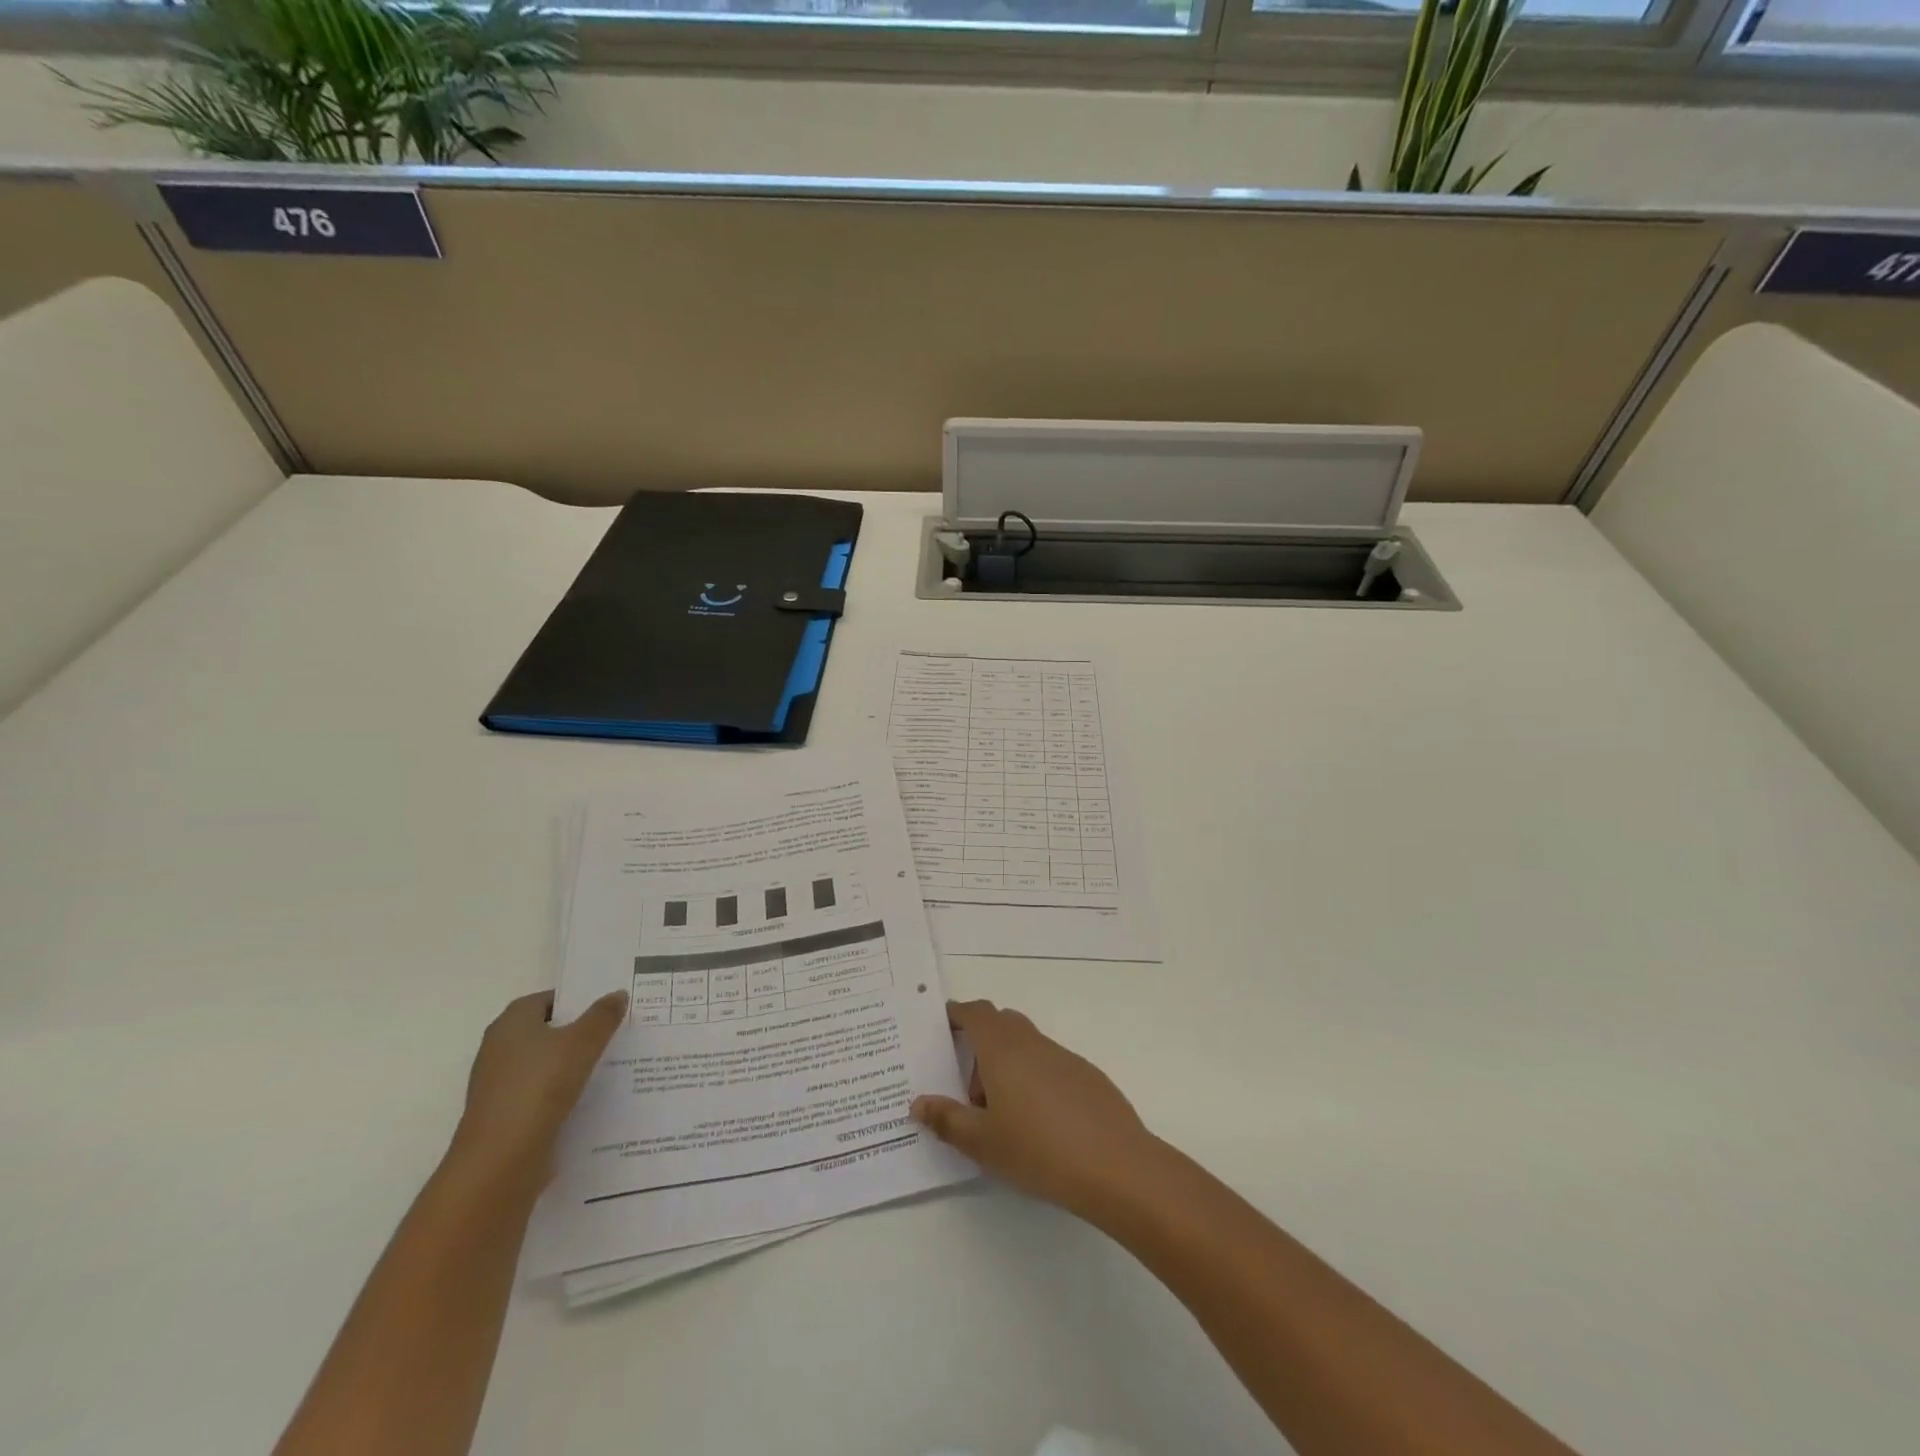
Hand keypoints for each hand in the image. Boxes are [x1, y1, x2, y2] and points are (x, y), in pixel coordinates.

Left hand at [447, 989, 626, 1191]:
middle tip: (617, 1031)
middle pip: (546, 1032)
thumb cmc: (539, 1088)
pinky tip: (592, 1098)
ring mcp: (500, 1086)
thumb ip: (602, 1016)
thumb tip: (617, 994)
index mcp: (511, 1024)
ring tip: (613, 1064)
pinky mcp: (507, 1117)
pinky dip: (564, 1093)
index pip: (547, 1000)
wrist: (500, 1162)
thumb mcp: (582, 1043)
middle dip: (579, 1032)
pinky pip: (543, 1095)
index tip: (608, 1006)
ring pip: (546, 1065)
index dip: (577, 1000)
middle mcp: (499, 1050)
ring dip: (573, 1065)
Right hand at [910, 999, 1160, 1220]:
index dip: (957, 1014)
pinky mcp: (1086, 1075)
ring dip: (1007, 1064)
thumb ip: (947, 1119)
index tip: (942, 1026)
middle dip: (980, 1042)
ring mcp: (1063, 1056)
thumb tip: (918, 1102)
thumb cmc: (1039, 1150)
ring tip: (1000, 1113)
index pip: (975, 1013)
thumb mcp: (983, 1143)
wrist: (1116, 1165)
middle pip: (1001, 1023)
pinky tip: (1038, 1122)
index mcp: (1002, 1049)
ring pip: (1026, 1044)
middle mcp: (1032, 1042)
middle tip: (966, 1087)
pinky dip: (1033, 1078)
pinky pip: (1048, 1063)